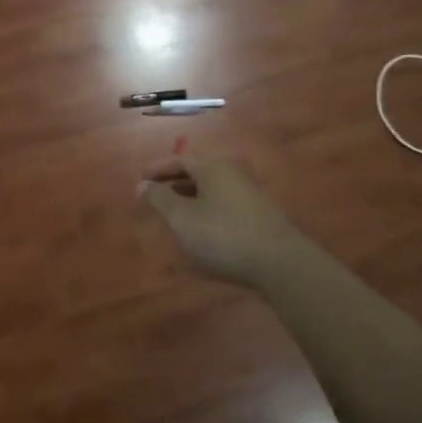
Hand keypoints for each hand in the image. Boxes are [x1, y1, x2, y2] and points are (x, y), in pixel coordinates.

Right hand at [139, 156, 311, 287]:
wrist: (280, 263)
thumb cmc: (223, 235)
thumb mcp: (182, 218)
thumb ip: (160, 199)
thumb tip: (142, 184)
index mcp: (213, 168)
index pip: (181, 159)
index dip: (159, 168)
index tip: (142, 180)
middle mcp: (233, 173)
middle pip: (199, 171)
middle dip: (175, 182)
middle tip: (156, 195)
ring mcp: (250, 194)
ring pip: (213, 189)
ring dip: (192, 197)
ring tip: (176, 213)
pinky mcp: (261, 215)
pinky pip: (226, 204)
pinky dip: (208, 209)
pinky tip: (204, 230)